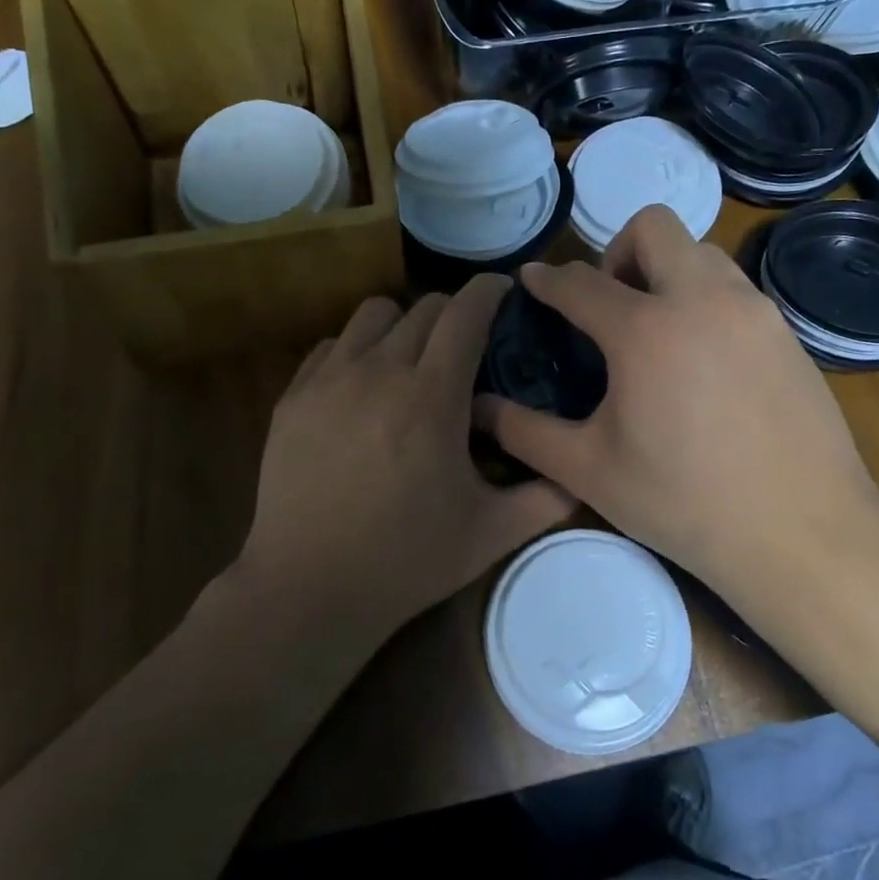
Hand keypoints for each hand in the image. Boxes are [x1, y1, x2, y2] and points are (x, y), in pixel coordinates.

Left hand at [242, 274, 576, 642]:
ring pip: (372, 315)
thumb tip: (584, 474)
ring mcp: (329, 380)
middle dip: (453, 314)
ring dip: (402, 325)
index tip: (502, 291)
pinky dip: (355, 352)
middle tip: (465, 346)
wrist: (309, 588)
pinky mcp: (293, 397)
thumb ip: (546, 497)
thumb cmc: (406, 560)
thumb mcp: (491, 534)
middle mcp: (379, 370)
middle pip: (423, 307)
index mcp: (432, 395)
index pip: (466, 312)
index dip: (488, 291)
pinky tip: (362, 390)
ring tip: (410, 361)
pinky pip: (331, 347)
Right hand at [476, 207, 878, 605]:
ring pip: (700, 251)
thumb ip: (525, 431)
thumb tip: (480, 408)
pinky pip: (733, 288)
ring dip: (666, 271)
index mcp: (645, 330)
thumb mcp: (589, 471)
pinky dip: (704, 298)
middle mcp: (702, 300)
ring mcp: (752, 310)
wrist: (803, 532)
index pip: (580, 284)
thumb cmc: (684, 503)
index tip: (533, 280)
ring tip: (656, 328)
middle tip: (609, 306)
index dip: (548, 280)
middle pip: (653, 228)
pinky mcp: (785, 331)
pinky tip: (701, 358)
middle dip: (617, 252)